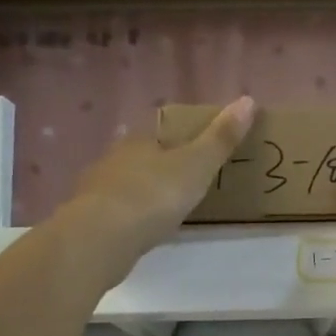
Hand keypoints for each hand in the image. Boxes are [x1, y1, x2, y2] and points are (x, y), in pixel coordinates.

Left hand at [62, 97, 256, 276]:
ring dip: (138, 195)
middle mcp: (113, 160)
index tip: (194, 158)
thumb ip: (221, 138)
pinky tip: (136, 232)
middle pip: (139, 160)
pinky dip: (125, 219)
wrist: (103, 236)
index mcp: (140, 142)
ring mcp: (95, 191)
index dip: (177, 144)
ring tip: (160, 213)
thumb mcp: (197, 165)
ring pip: (122, 186)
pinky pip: (112, 214)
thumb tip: (248, 99)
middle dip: (156, 170)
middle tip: (181, 188)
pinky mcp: (88, 221)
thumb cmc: (154, 195)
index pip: (160, 135)